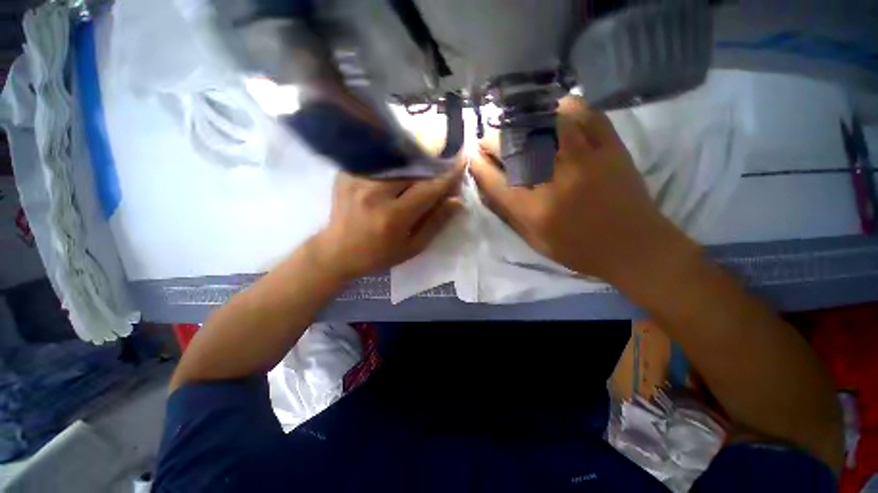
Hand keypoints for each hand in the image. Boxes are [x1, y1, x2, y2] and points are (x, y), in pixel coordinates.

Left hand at [311, 165, 463, 281]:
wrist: (337, 251)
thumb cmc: (379, 255)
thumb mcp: (412, 247)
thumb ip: (435, 222)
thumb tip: (457, 200)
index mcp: (393, 216)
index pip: (428, 189)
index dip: (448, 175)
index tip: (462, 161)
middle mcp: (375, 193)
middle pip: (413, 170)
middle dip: (432, 167)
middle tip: (443, 166)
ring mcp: (358, 179)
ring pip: (397, 161)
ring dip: (414, 163)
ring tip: (422, 166)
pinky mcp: (347, 173)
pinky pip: (379, 161)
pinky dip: (394, 162)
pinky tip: (399, 168)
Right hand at [470, 96, 689, 283]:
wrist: (635, 247)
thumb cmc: (579, 250)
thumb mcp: (535, 241)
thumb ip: (510, 214)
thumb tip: (491, 187)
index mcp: (536, 210)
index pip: (495, 181)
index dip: (478, 165)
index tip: (471, 156)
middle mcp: (556, 181)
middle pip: (515, 147)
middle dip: (493, 139)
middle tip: (488, 140)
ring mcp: (586, 160)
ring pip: (547, 123)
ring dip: (524, 119)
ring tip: (516, 123)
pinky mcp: (611, 148)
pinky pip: (587, 114)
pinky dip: (567, 108)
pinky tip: (555, 114)